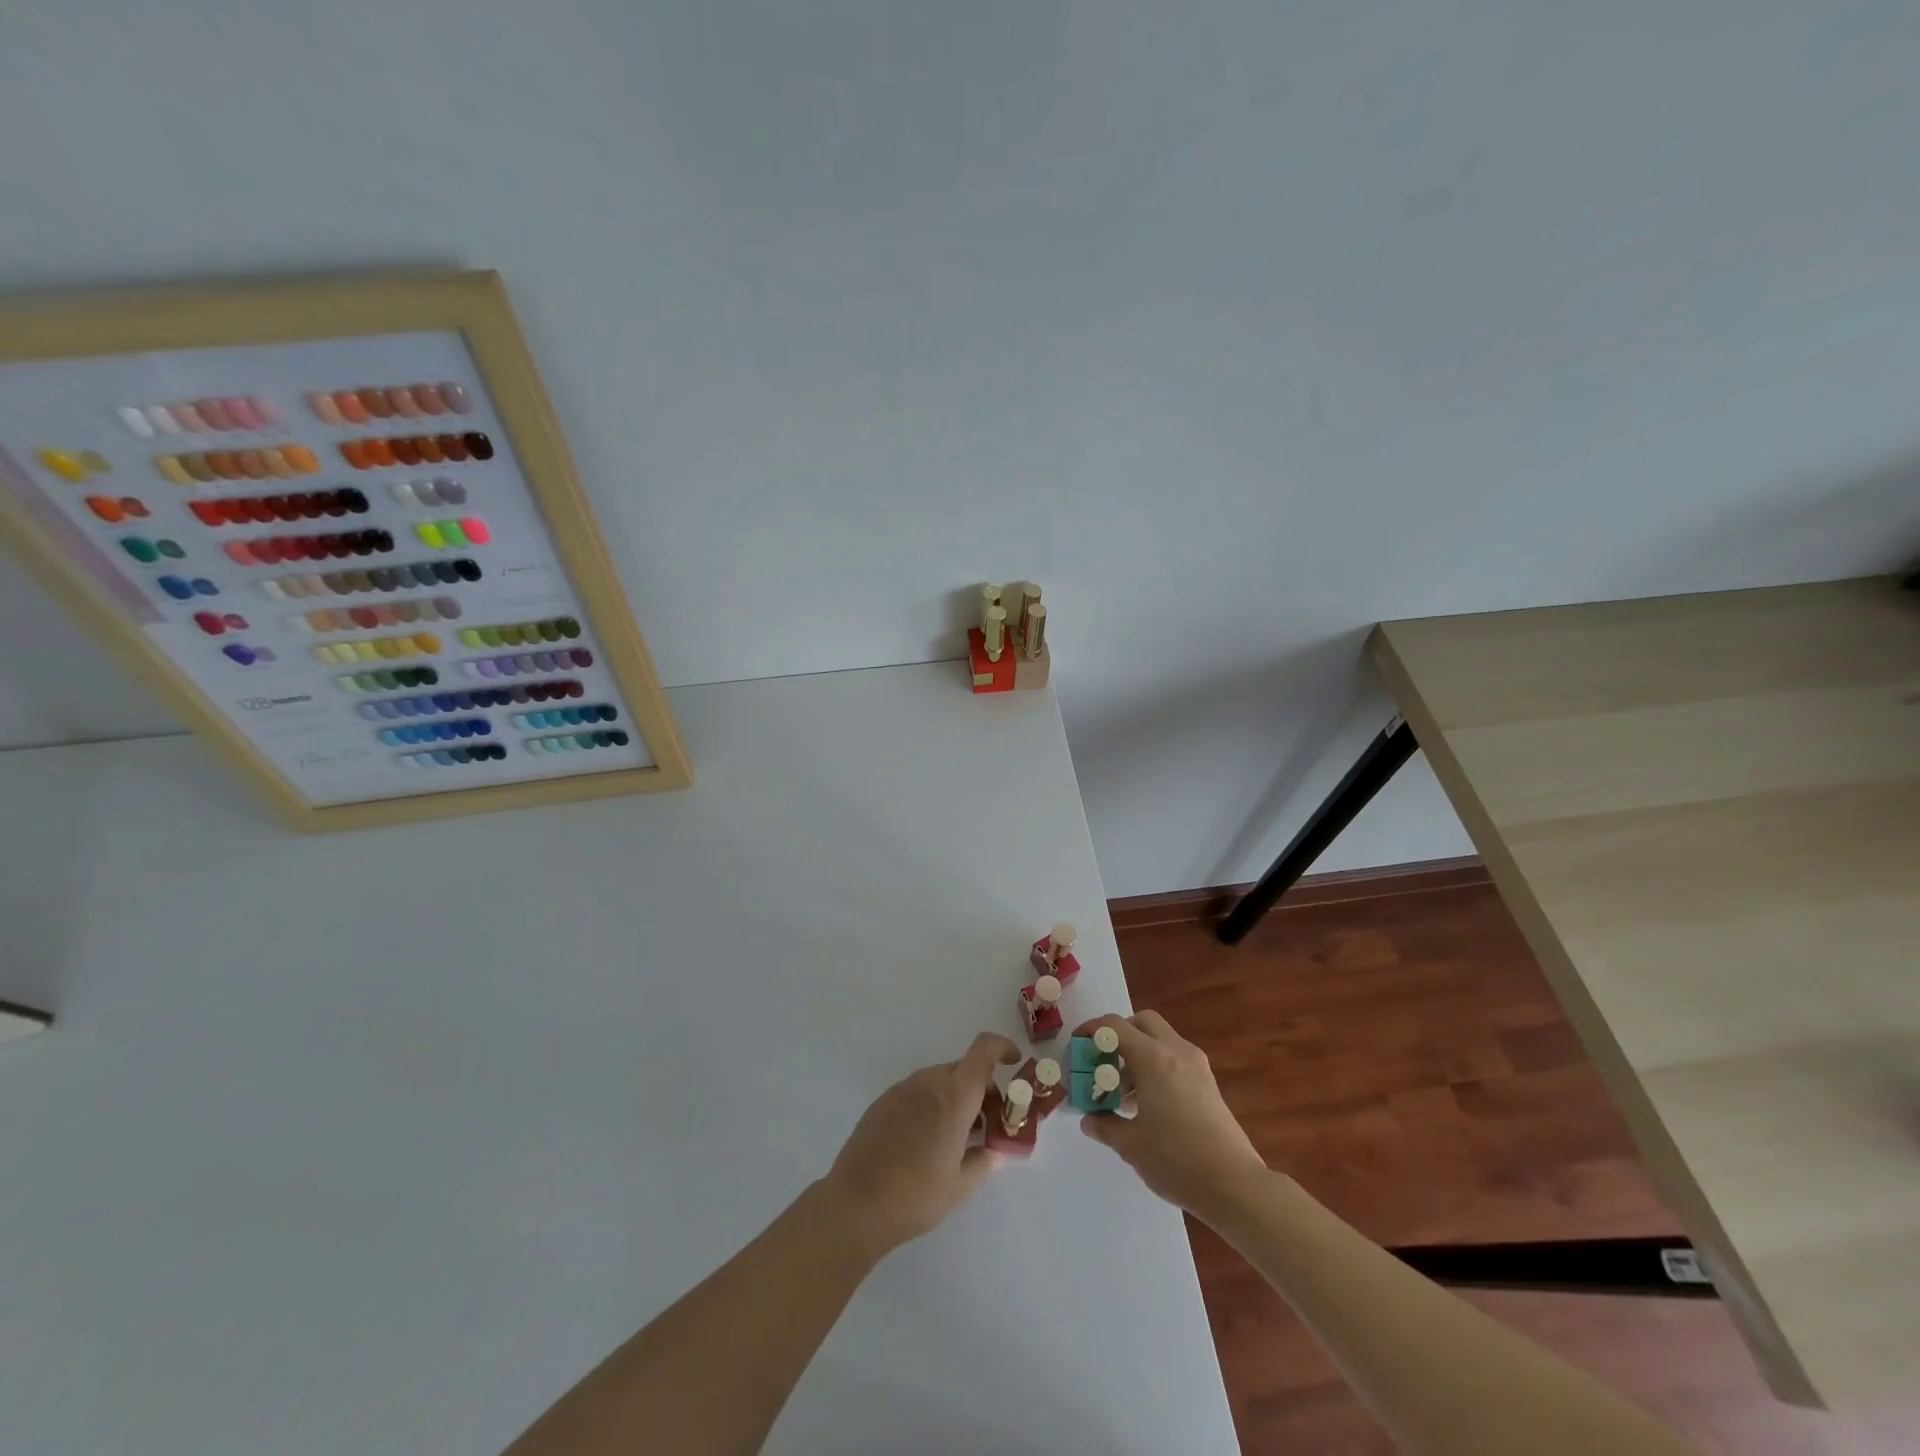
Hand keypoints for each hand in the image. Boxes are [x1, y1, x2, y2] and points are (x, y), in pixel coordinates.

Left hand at [822, 1032, 1020, 1259]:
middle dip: (981, 1089)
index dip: (1002, 1048)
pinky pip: (917, 1092)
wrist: (856, 1204)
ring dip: (955, 1098)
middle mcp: (929, 1082)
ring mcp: (902, 1089)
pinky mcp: (883, 1102)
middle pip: (963, 1070)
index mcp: (955, 1096)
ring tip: (956, 1137)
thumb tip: (994, 1152)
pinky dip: (931, 1104)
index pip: (983, 1050)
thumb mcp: (960, 1186)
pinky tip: (925, 1142)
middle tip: (987, 1124)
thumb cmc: (916, 1195)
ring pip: (939, 1081)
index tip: (1014, 1063)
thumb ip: (983, 1162)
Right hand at [1076, 1011, 1268, 1218]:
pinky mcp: (1209, 1083)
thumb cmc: (1177, 1160)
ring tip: (1123, 1092)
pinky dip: (1157, 1066)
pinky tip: (1149, 1104)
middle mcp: (1176, 1052)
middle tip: (1103, 1062)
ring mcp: (1197, 1066)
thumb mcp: (1131, 1145)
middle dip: (1119, 1035)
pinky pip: (1175, 1058)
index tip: (1077, 1047)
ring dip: (1139, 1052)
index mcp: (1153, 1059)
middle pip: (1142, 1022)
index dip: (1091, 1031)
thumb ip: (1105, 1126)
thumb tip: (1088, 1119)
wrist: (1235, 1186)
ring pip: (1162, 1039)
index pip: (1114, 1026)